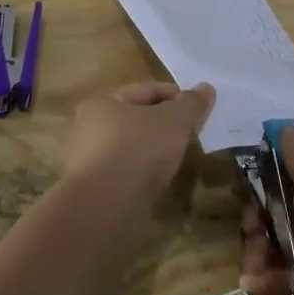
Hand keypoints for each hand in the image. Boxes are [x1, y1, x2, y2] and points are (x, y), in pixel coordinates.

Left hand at [60, 81, 215, 205]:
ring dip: (151, 151)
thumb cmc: (138, 148)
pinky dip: (142, 175)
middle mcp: (87, 130)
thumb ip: (191, 104)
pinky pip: (125, 175)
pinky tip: (158, 182)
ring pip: (129, 149)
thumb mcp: (174, 120)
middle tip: (189, 132)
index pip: (144, 91)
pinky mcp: (94, 193)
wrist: (107, 206)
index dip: (173, 94)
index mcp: (101, 103)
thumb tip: (206, 88)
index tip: (197, 106)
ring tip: (176, 159)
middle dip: (161, 124)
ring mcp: (88, 164)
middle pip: (134, 120)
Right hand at [239, 124, 293, 294]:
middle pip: (283, 213)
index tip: (245, 193)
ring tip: (250, 269)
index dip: (268, 183)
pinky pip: (288, 278)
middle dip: (259, 223)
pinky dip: (269, 281)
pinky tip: (254, 287)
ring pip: (282, 247)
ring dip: (260, 254)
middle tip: (249, 234)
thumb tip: (285, 126)